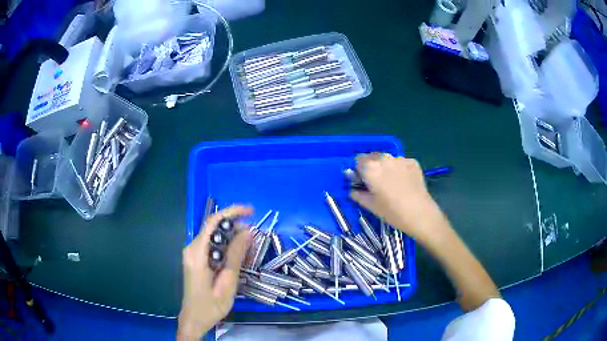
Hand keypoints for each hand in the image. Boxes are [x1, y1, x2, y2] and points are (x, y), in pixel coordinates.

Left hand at [178, 205, 252, 339]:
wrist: (194, 318)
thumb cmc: (211, 305)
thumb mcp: (227, 282)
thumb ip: (235, 256)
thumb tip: (247, 232)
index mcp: (197, 253)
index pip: (213, 222)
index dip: (232, 212)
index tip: (251, 212)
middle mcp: (192, 249)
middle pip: (213, 228)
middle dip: (235, 226)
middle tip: (255, 236)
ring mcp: (192, 254)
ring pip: (214, 236)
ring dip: (232, 237)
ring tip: (250, 247)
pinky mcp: (195, 259)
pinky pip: (212, 246)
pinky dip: (226, 246)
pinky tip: (238, 256)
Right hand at [350, 154, 441, 239]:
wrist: (420, 213)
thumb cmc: (392, 212)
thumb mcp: (371, 206)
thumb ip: (358, 195)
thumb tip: (353, 190)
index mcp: (370, 168)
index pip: (358, 160)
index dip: (359, 171)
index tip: (362, 182)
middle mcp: (384, 158)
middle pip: (373, 157)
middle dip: (372, 167)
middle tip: (376, 183)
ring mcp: (400, 159)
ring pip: (388, 159)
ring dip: (386, 167)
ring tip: (392, 184)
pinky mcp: (413, 162)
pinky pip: (401, 163)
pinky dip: (400, 170)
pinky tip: (404, 183)